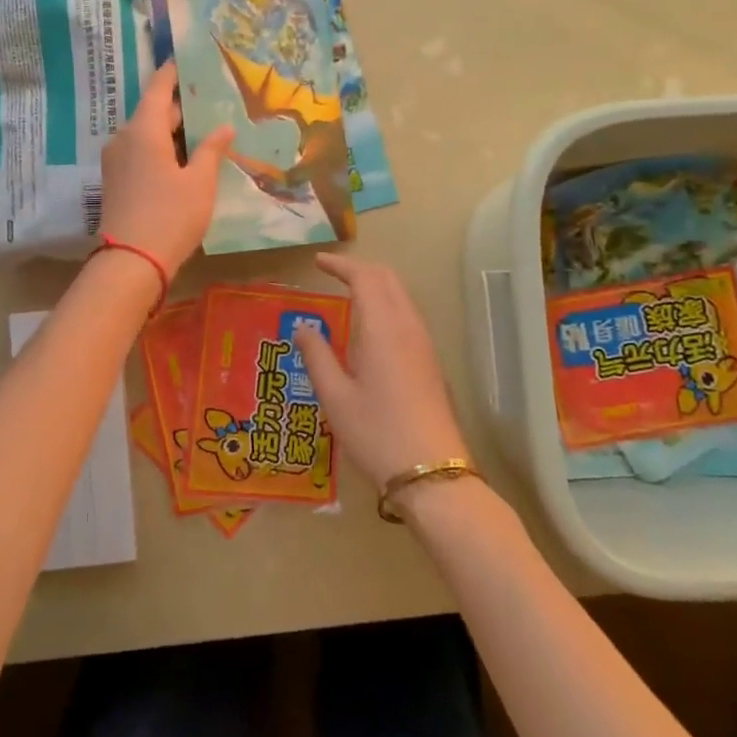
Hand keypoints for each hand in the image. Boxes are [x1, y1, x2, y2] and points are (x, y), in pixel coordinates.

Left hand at [99, 61, 233, 277]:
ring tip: (204, 129)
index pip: (159, 88)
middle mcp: (124, 138)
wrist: (131, 262)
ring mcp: (116, 161)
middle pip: (153, 111)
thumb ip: (211, 150)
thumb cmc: (170, 216)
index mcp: (143, 130)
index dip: (173, 72)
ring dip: (172, 130)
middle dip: (180, 106)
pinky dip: (161, 148)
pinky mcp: (116, 181)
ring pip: (147, 134)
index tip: (187, 58)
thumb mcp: (199, 182)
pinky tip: (184, 158)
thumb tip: (223, 128)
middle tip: (210, 99)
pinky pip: (140, 152)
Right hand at [295, 254, 470, 491]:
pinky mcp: (430, 362)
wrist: (432, 474)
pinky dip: (386, 305)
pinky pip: (408, 316)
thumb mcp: (335, 397)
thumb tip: (303, 327)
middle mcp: (408, 328)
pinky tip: (369, 327)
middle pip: (388, 279)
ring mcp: (424, 345)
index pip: (365, 278)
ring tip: (347, 295)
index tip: (318, 263)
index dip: (341, 265)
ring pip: (402, 297)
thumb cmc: (376, 433)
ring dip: (376, 286)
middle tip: (331, 273)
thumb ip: (317, 356)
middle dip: (360, 269)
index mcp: (383, 329)